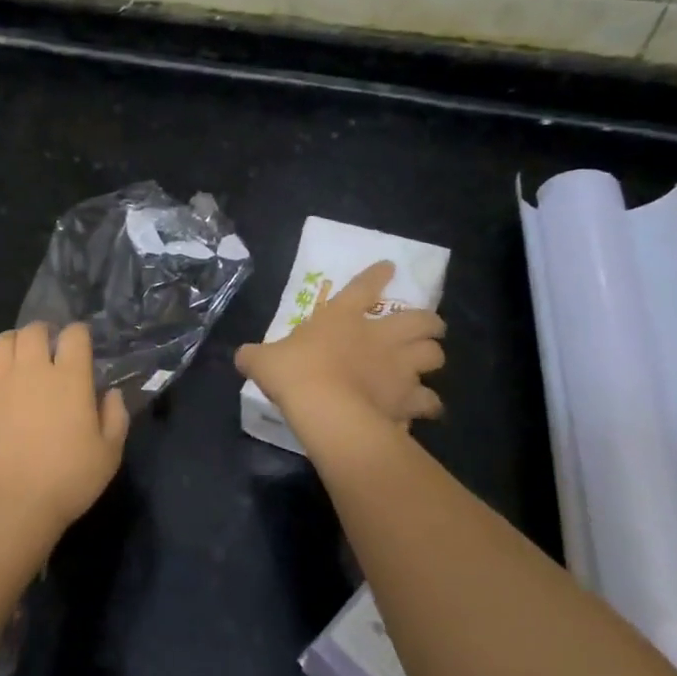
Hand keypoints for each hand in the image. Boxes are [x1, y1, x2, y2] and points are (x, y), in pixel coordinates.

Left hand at [0, 322, 129, 534]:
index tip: (81, 346)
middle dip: (43, 333)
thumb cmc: (68, 479)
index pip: (74, 334)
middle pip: (33, 331)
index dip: (79, 334)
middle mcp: (31, 370)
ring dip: (12, 344)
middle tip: (48, 349)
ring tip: (17, 359)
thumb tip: (110, 393)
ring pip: (0, 343)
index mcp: (69, 377)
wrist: (12, 504)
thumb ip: (115, 416)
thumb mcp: (109, 453)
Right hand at [236, 261, 444, 424]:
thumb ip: (255, 356)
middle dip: (430, 322)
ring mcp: (399, 368)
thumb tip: (242, 356)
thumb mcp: (263, 360)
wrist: (326, 408)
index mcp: (343, 317)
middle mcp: (379, 337)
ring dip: (433, 358)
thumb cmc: (294, 373)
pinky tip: (420, 409)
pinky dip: (426, 404)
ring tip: (429, 364)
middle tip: (430, 326)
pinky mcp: (408, 400)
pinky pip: (428, 401)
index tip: (389, 267)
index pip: (364, 287)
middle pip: (420, 321)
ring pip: (434, 356)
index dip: (377, 275)